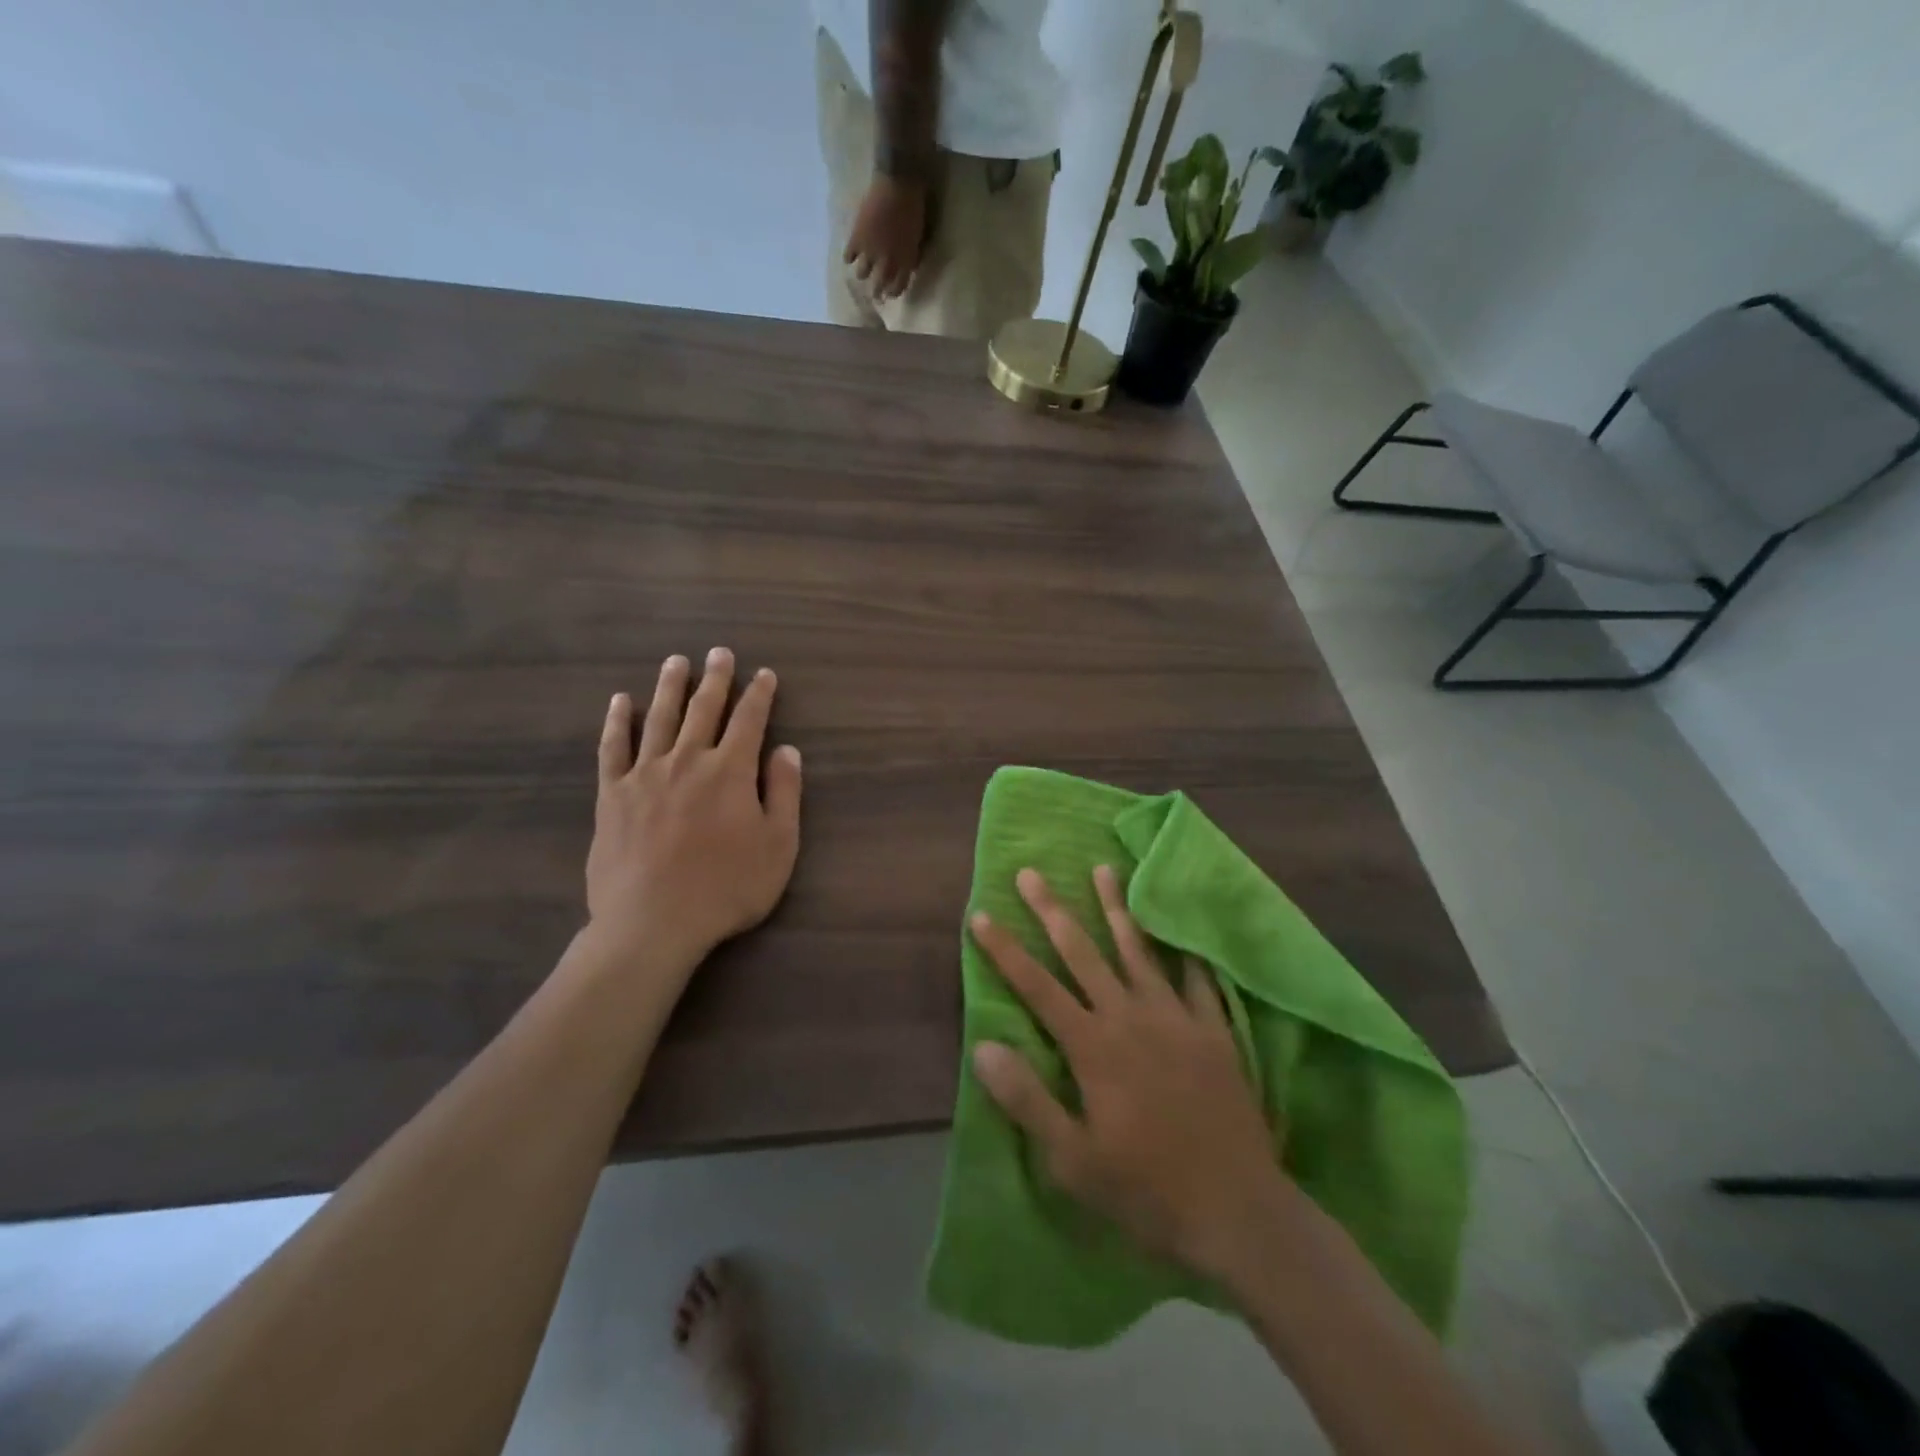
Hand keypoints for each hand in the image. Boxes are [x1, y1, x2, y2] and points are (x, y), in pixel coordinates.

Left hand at [587, 647, 802, 970]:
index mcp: (731, 771)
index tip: (764, 674)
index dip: (760, 695)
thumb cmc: (726, 888)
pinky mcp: (613, 794)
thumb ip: (785, 793)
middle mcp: (688, 760)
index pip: (750, 721)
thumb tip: (787, 751)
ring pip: (659, 718)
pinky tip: (620, 702)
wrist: (653, 922)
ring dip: (670, 686)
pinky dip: (617, 721)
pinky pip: (614, 747)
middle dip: (716, 679)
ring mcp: (645, 774)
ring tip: (676, 661)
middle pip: (704, 709)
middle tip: (720, 652)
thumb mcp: (778, 846)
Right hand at [844, 174, 929, 301]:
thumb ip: (910, 256)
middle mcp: (886, 263)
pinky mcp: (856, 238)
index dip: (894, 292)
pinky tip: (851, 255)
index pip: (898, 288)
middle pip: (878, 287)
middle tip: (874, 292)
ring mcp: (870, 252)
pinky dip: (849, 257)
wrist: (898, 184)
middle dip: (876, 291)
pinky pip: (848, 256)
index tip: (890, 292)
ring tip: (862, 270)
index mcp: (904, 262)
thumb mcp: (917, 238)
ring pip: (862, 274)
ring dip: (863, 273)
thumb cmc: (913, 209)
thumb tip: (907, 268)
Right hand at [969, 866, 1292, 1278]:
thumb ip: (1027, 1100)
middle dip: (1052, 911)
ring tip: (1103, 869)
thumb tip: (982, 1047)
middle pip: (1082, 953)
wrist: (1237, 1210)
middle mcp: (1130, 1017)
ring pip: (1138, 950)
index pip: (1037, 987)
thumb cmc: (1146, 1190)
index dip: (1005, 950)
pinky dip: (1185, 951)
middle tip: (1031, 872)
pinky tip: (1180, 927)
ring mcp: (1176, 1018)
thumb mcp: (1072, 1160)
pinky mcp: (1213, 1031)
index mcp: (1093, 1047)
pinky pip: (1197, 979)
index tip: (981, 914)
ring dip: (1116, 908)